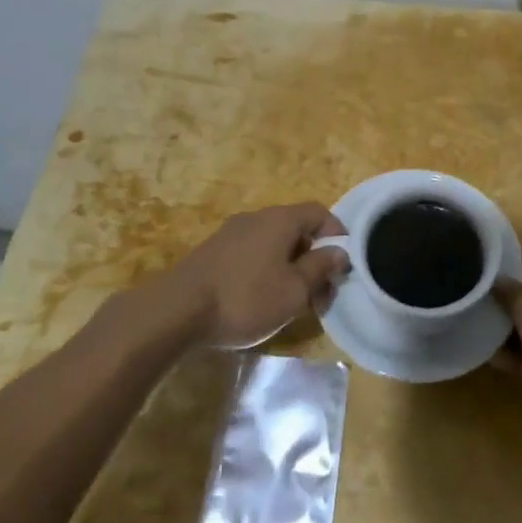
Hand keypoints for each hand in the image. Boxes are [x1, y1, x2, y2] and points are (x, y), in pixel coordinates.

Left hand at [157, 204, 349, 348]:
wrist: (177, 310)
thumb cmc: (245, 298)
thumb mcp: (293, 291)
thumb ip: (320, 268)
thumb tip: (339, 252)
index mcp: (280, 220)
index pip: (319, 212)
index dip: (337, 233)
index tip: (344, 263)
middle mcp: (257, 217)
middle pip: (296, 228)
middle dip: (314, 256)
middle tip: (321, 291)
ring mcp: (232, 233)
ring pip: (273, 242)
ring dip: (290, 265)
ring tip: (293, 299)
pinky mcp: (214, 252)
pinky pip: (252, 252)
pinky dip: (266, 269)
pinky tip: (262, 297)